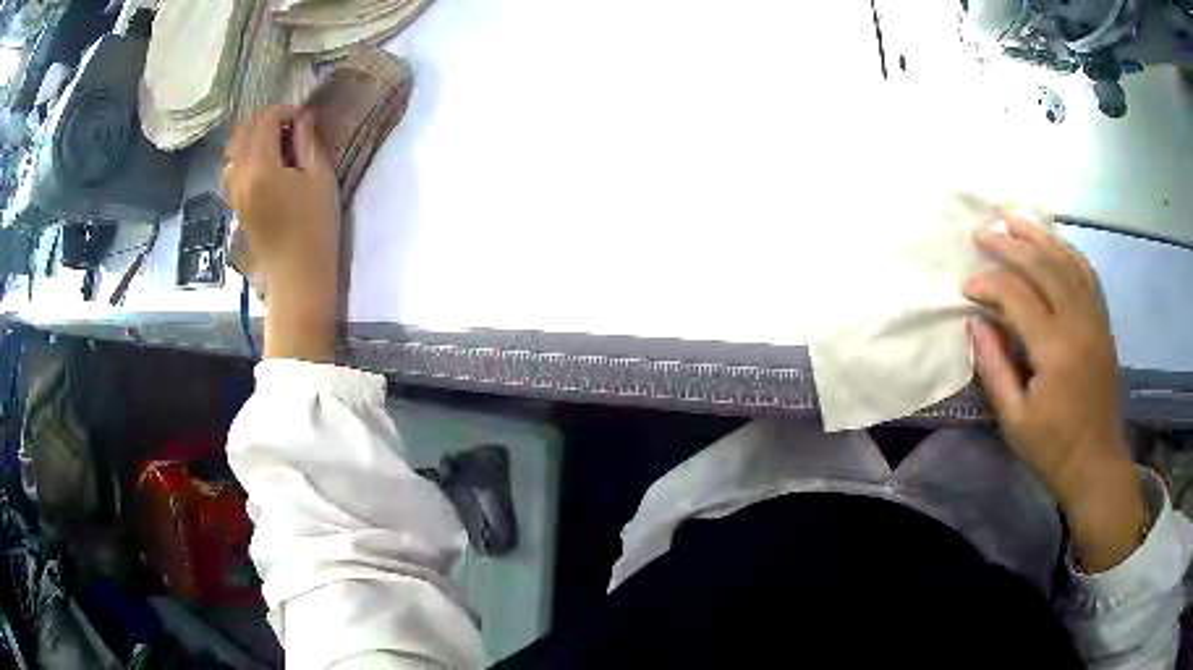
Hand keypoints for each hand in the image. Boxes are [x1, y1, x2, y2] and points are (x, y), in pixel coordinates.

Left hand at [227, 106, 341, 361]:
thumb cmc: (315, 228)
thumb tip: (303, 117)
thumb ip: (309, 142)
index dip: (286, 111)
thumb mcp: (320, 178)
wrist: (297, 278)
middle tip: (291, 128)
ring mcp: (234, 192)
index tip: (304, 119)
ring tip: (278, 145)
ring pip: (235, 149)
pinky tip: (266, 165)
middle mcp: (240, 176)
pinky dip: (247, 156)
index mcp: (261, 167)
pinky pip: (234, 167)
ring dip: (254, 137)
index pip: (265, 120)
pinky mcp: (236, 204)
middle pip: (244, 131)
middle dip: (267, 121)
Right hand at [962, 217, 1144, 571]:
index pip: (1016, 295)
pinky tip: (1051, 243)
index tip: (965, 286)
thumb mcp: (1014, 419)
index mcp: (1054, 350)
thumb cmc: (1052, 447)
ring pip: (1066, 259)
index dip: (987, 282)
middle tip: (981, 233)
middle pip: (1042, 265)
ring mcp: (1095, 317)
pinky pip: (1086, 272)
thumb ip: (994, 367)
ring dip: (1038, 235)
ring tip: (1012, 220)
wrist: (1096, 462)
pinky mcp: (1103, 321)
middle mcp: (1078, 322)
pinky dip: (1066, 250)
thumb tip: (976, 321)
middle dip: (1008, 244)